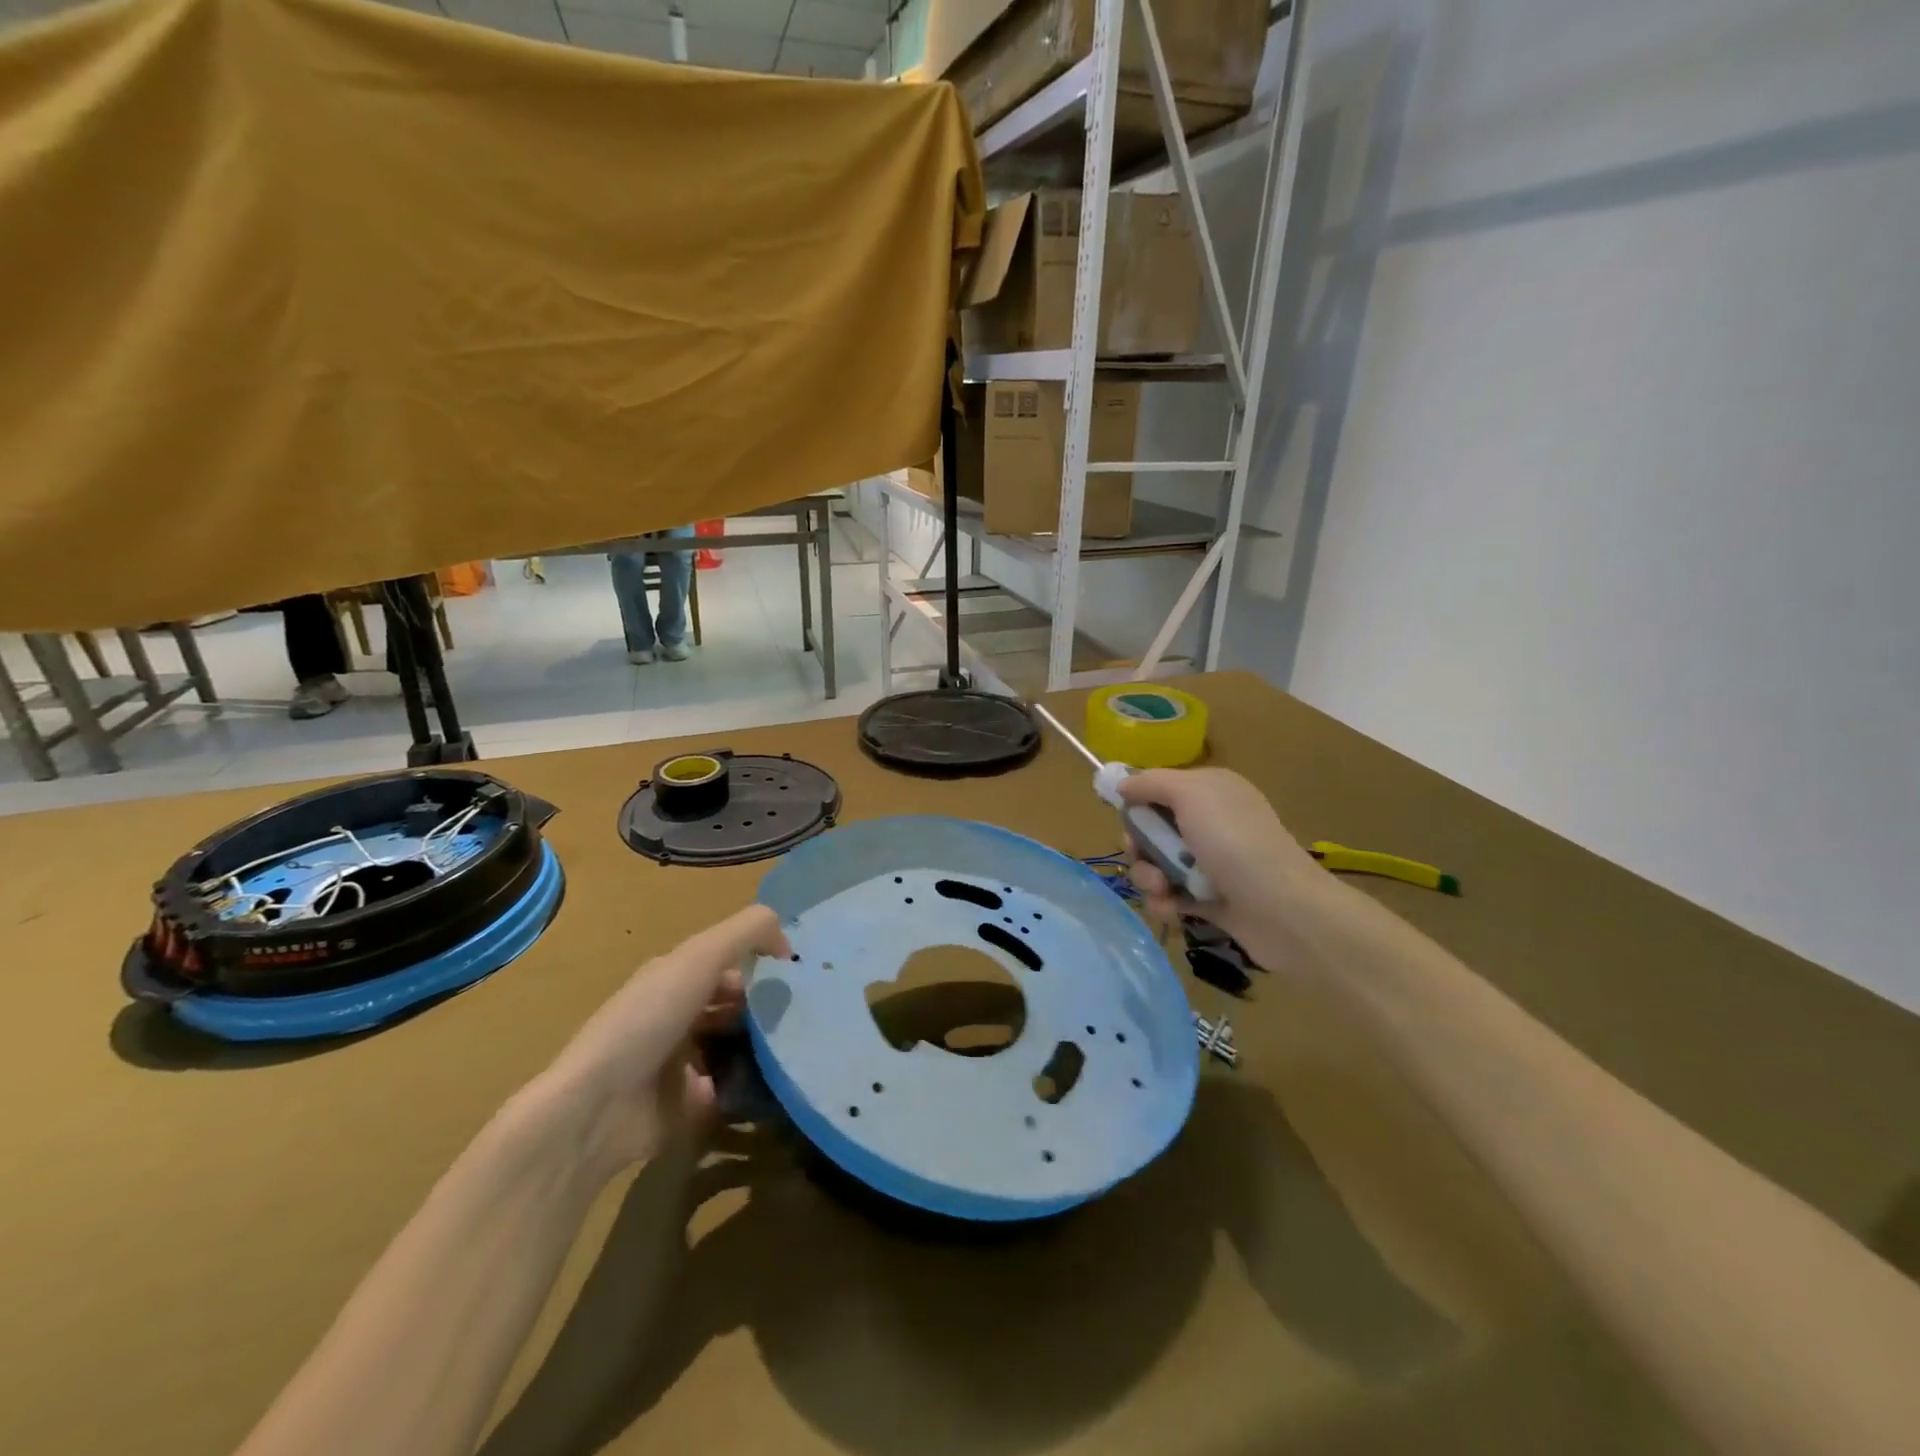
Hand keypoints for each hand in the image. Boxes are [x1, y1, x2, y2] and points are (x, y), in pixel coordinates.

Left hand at [530, 905, 790, 1179]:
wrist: (598, 1108)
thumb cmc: (649, 1020)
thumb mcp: (700, 957)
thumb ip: (748, 932)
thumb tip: (788, 942)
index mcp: (676, 977)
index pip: (729, 962)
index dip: (762, 963)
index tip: (798, 976)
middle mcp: (679, 1016)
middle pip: (736, 1004)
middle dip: (769, 1007)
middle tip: (805, 1015)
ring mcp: (683, 1062)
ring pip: (738, 1045)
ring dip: (766, 1046)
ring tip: (801, 1048)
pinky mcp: (690, 1105)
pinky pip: (733, 1090)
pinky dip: (754, 1086)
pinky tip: (782, 1082)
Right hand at [1118, 768, 1343, 974]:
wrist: (1283, 910)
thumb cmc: (1233, 842)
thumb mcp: (1191, 794)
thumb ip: (1151, 782)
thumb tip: (1122, 784)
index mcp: (1211, 791)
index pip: (1160, 789)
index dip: (1138, 802)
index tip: (1124, 816)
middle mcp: (1212, 823)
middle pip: (1154, 830)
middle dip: (1139, 845)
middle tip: (1141, 855)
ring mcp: (1211, 864)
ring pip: (1158, 865)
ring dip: (1149, 877)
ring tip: (1161, 889)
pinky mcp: (1211, 901)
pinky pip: (1172, 896)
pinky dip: (1165, 902)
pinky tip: (1171, 909)